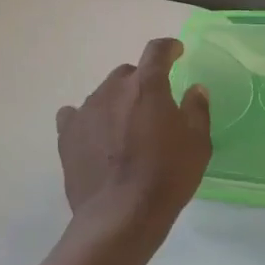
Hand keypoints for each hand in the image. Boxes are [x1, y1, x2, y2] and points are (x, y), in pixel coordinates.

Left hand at [57, 38, 211, 243]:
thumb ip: (197, 110)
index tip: (176, 52)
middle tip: (154, 105)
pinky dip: (89, 120)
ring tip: (126, 128)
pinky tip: (95, 135)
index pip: (157, 51)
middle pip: (128, 73)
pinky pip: (76, 115)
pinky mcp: (67, 135)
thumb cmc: (167, 177)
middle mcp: (113, 89)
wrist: (121, 216)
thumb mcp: (197, 144)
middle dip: (142, 82)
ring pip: (103, 94)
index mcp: (147, 86)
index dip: (168, 48)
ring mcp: (86, 110)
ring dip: (117, 102)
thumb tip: (194, 90)